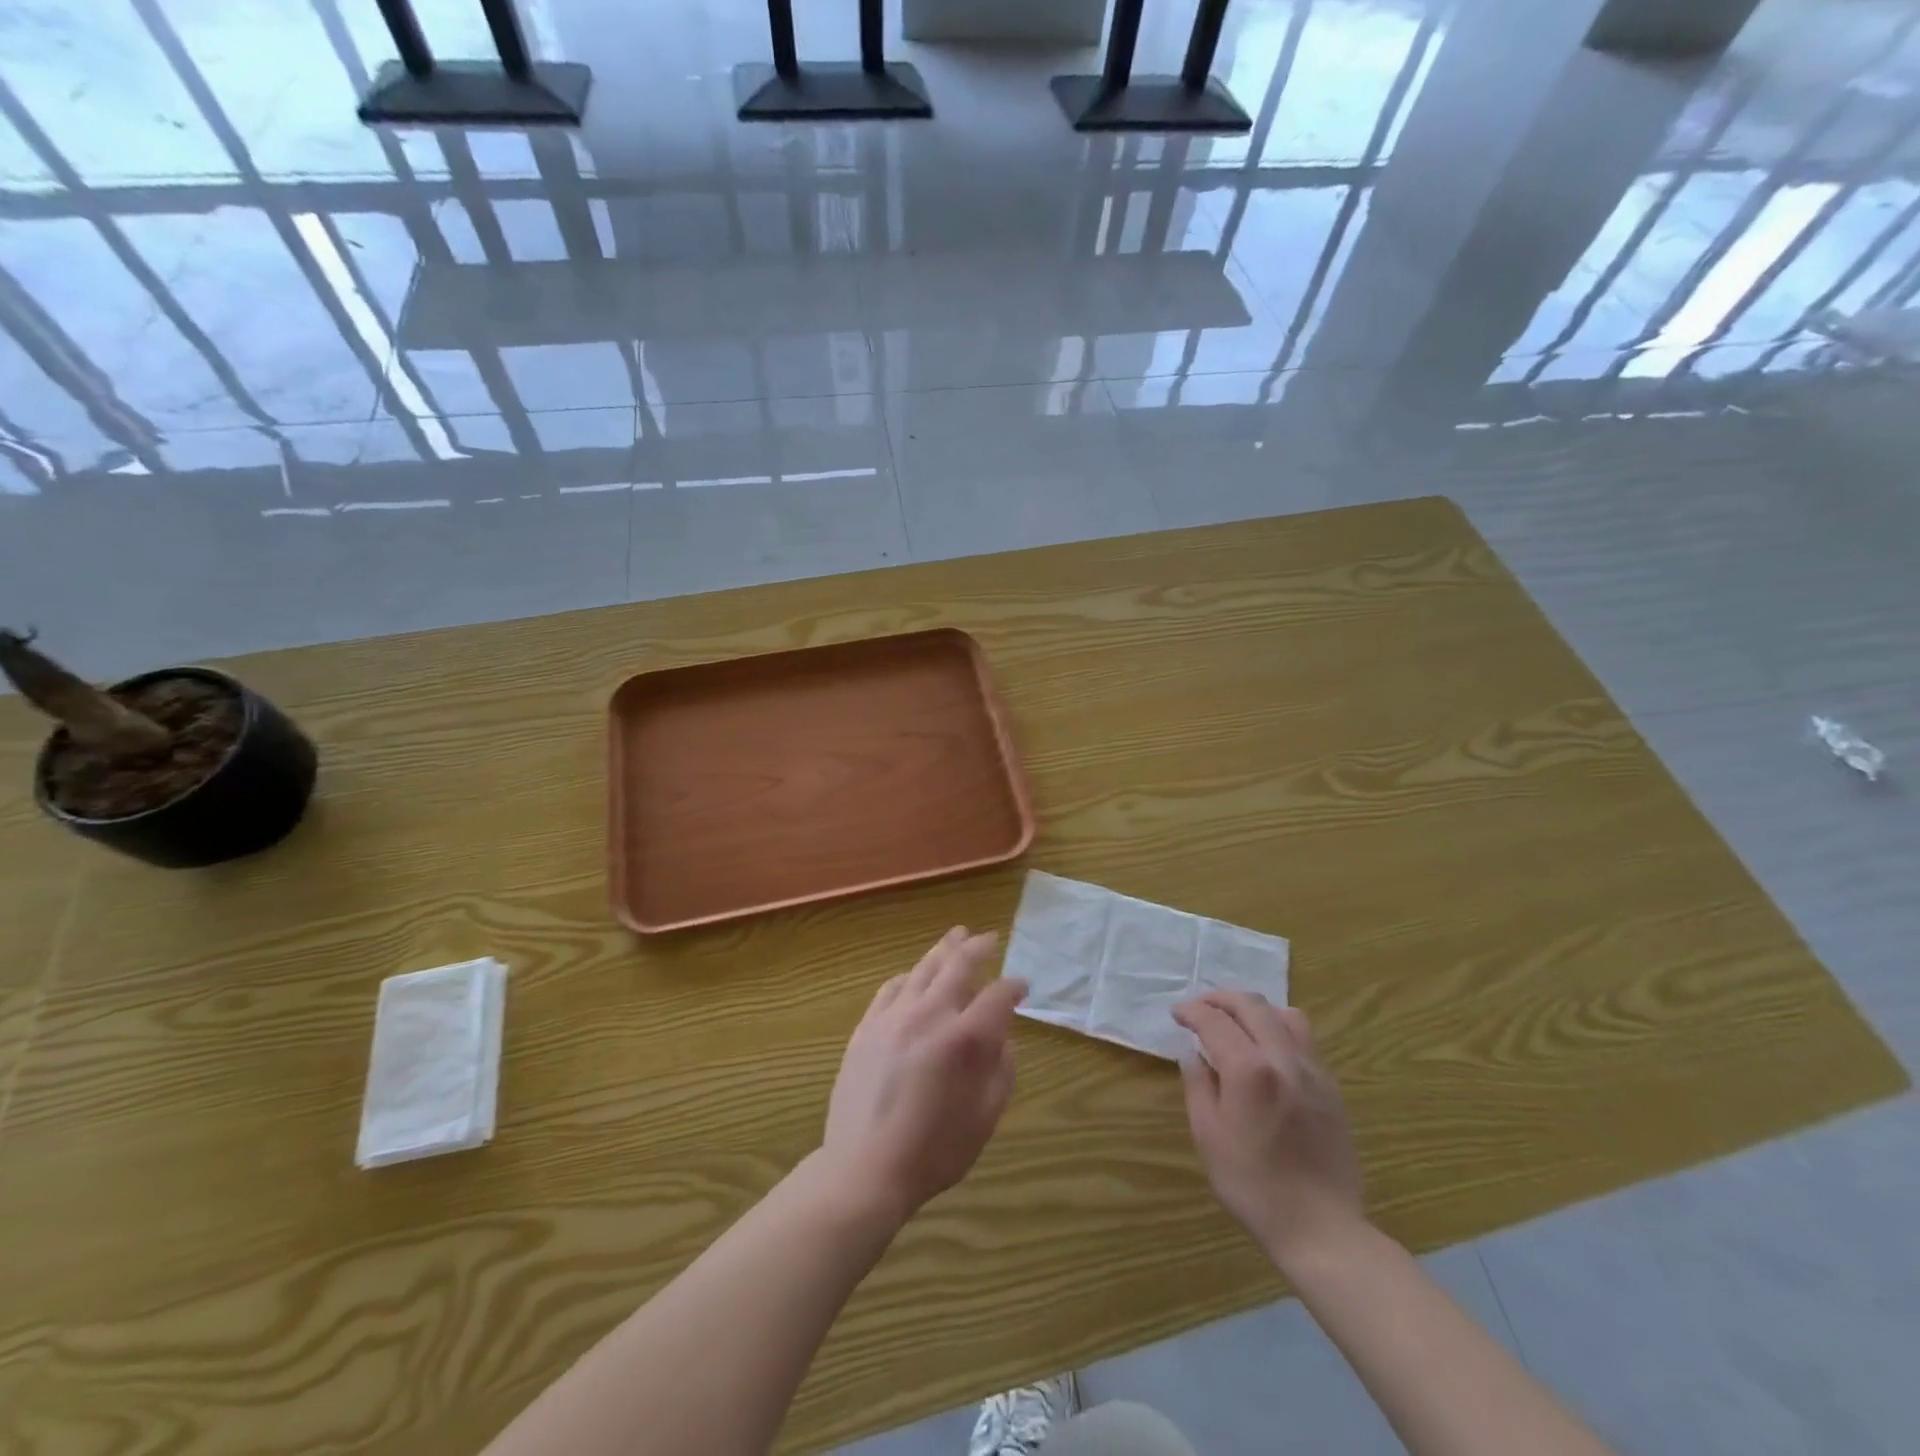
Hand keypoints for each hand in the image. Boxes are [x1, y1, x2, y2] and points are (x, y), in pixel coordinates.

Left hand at [822, 928, 1026, 1224]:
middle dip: (979, 948)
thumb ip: (1001, 1071)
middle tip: (990, 938)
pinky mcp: (867, 1026)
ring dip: (944, 950)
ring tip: (957, 936)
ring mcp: (894, 1017)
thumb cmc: (934, 1151)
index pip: (998, 995)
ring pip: (923, 968)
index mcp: (966, 1039)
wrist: (865, 1168)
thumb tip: (1003, 1038)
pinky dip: (908, 976)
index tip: (1022, 987)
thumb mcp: (985, 1118)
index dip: (1014, 987)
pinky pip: (891, 987)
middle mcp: (931, 1015)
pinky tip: (913, 976)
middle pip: (958, 965)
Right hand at [1173, 992, 1363, 1269]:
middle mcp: (1284, 1059)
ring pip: (1285, 1015)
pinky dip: (1279, 1029)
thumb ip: (1198, 1086)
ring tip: (1236, 1024)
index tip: (1177, 1015)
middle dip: (1220, 999)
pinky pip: (1304, 1039)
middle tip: (1200, 1009)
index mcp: (1249, 1070)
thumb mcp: (1209, 1136)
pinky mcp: (1331, 1087)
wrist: (1322, 1229)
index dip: (1192, 1011)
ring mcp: (1314, 1071)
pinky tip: (1266, 1052)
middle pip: (1251, 1005)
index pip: (1215, 1020)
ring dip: (1255, 1010)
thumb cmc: (1253, 1186)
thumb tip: (1193, 1054)